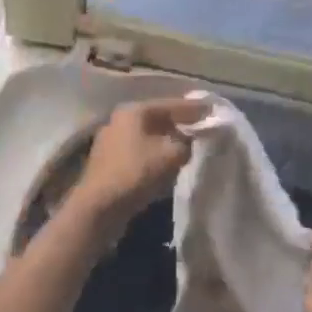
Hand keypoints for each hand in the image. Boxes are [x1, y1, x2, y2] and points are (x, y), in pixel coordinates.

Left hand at [71, 96, 210, 228]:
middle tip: (202, 128)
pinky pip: (140, 151)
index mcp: (134, 111)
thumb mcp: (172, 155)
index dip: (194, 108)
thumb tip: (190, 140)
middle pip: (158, 118)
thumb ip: (187, 142)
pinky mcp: (109, 162)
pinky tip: (167, 163)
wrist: (99, 207)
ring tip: (189, 147)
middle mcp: (120, 120)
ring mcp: (111, 141)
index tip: (212, 110)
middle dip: (181, 124)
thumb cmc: (136, 173)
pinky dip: (155, 154)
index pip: (171, 104)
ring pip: (148, 136)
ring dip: (168, 141)